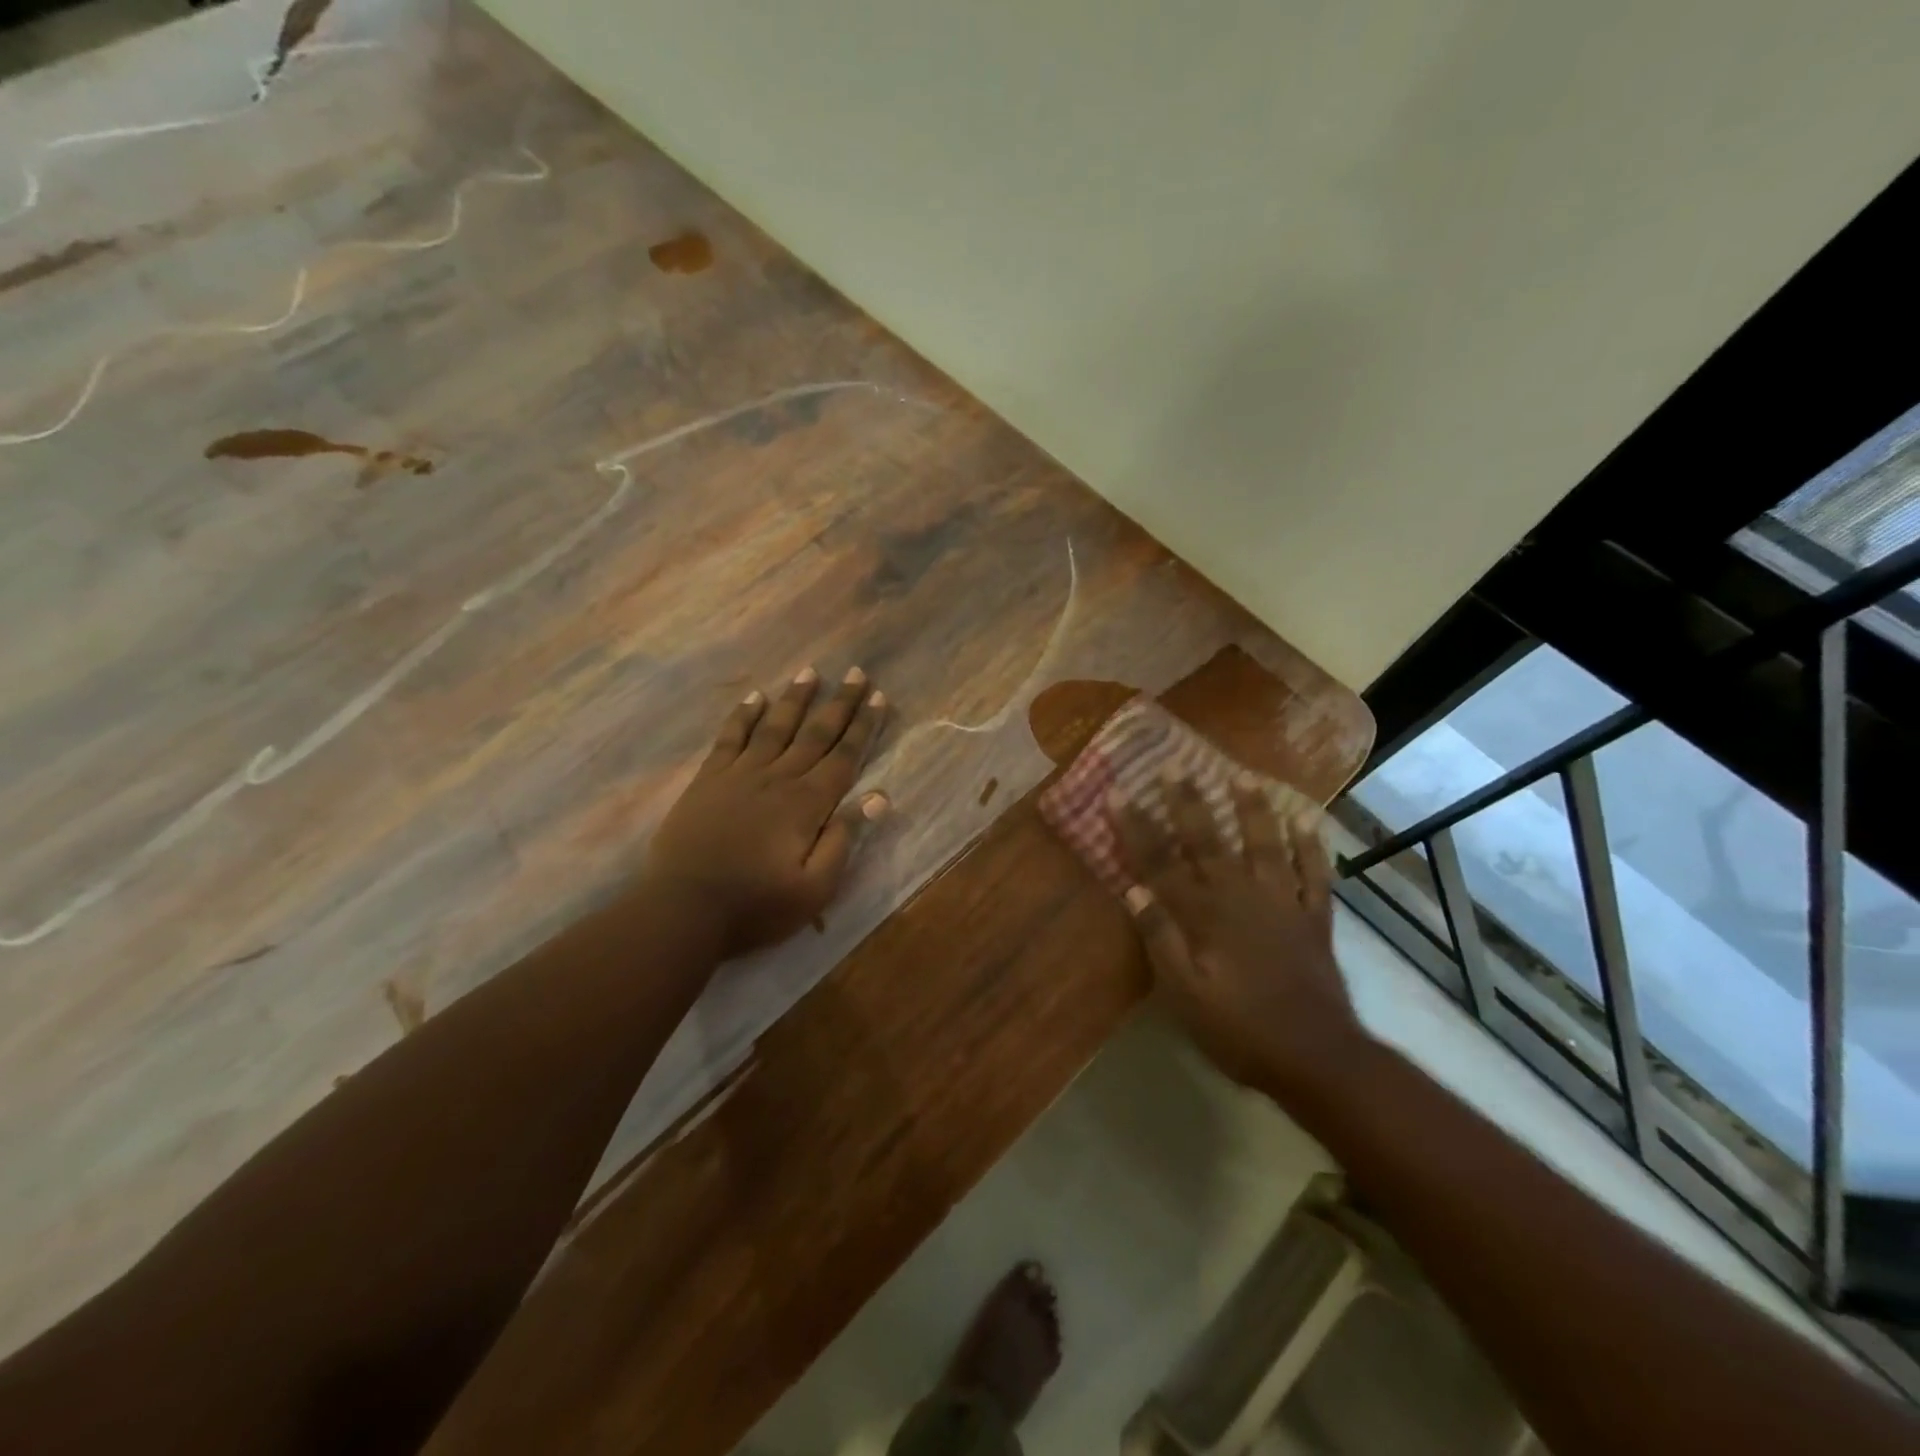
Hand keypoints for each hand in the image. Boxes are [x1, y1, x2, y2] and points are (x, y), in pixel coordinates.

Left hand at [644, 666, 889, 956]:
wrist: (683, 910)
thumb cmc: (756, 906)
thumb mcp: (814, 888)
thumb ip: (844, 839)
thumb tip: (878, 796)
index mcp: (807, 804)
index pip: (844, 757)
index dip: (863, 727)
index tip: (879, 697)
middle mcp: (778, 778)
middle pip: (815, 733)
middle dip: (840, 703)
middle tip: (857, 673)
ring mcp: (740, 775)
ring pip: (775, 726)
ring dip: (795, 698)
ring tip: (811, 671)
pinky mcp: (709, 780)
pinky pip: (730, 738)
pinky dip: (743, 715)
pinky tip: (754, 696)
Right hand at [1110, 770, 1365, 1095]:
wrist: (1316, 1058)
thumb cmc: (1239, 1030)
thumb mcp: (1184, 995)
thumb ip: (1160, 939)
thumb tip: (1132, 890)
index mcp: (1205, 915)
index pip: (1161, 862)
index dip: (1137, 828)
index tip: (1119, 794)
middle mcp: (1242, 897)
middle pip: (1209, 841)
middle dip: (1188, 803)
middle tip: (1175, 766)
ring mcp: (1283, 904)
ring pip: (1265, 845)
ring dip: (1253, 810)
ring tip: (1244, 777)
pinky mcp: (1314, 919)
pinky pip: (1314, 875)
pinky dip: (1311, 848)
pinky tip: (1307, 823)